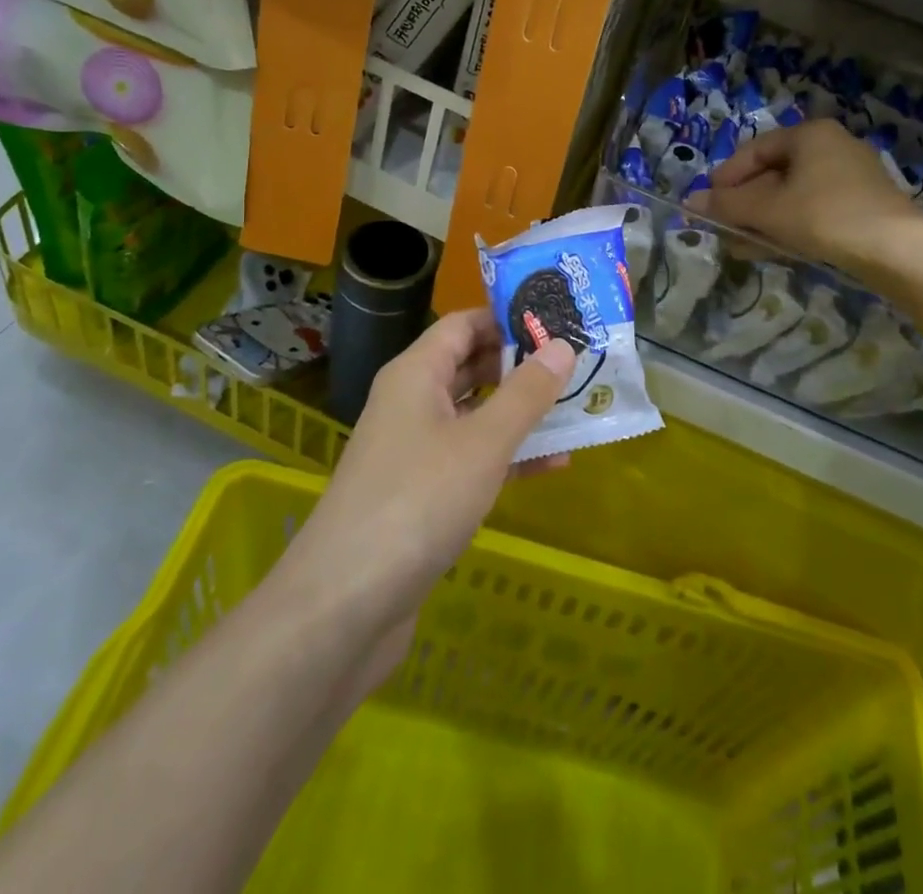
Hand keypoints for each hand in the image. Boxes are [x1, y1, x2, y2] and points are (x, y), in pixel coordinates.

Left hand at [276, 309, 574, 646]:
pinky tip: (553, 465)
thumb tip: (561, 344)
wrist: (345, 604)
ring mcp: (414, 450)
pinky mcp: (421, 494)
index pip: (463, 324)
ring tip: (576, 408)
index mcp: (416, 374)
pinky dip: (507, 456)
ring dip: (520, 412)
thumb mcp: (483, 443)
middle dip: (521, 365)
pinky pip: (471, 458)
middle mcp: (411, 402)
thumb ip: (526, 393)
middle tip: (577, 363)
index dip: (508, 318)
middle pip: (470, 366)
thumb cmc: (417, 502)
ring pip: (475, 415)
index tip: (558, 321)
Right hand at [690, 119, 922, 281]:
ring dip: (763, 219)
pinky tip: (770, 249)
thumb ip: (728, 205)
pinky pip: (813, 209)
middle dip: (744, 204)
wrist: (899, 251)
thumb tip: (690, 203)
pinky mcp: (863, 205)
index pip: (755, 150)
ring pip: (793, 195)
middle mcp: (832, 147)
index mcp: (809, 134)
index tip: (708, 202)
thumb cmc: (825, 216)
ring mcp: (851, 177)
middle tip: (723, 227)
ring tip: (740, 245)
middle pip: (774, 173)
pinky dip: (789, 226)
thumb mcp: (768, 210)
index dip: (726, 177)